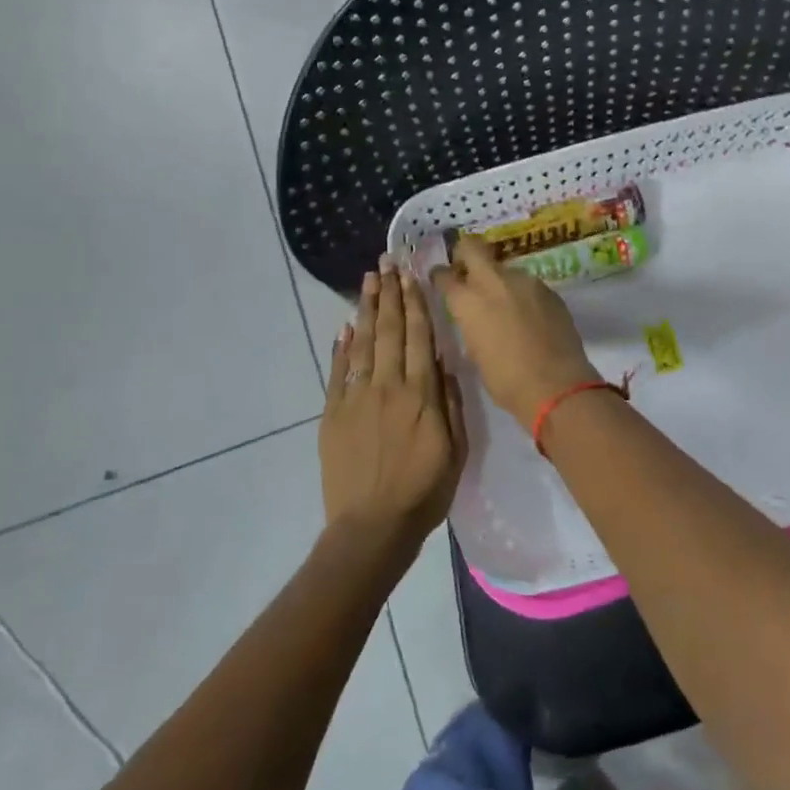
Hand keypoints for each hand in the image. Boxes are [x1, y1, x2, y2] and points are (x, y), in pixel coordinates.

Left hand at [320, 256, 467, 559]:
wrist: (372, 527)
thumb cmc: (423, 492)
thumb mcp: (456, 450)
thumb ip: (450, 403)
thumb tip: (443, 363)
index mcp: (421, 395)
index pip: (418, 337)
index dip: (415, 303)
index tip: (411, 275)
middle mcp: (388, 386)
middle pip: (389, 330)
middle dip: (390, 293)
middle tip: (387, 262)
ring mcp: (356, 398)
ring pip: (363, 343)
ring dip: (367, 308)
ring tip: (369, 279)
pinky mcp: (333, 413)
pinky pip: (338, 371)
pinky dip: (342, 346)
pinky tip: (346, 326)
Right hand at [431, 236, 600, 432]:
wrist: (556, 385)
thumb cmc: (506, 380)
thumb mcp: (476, 353)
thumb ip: (471, 325)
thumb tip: (474, 317)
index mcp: (468, 301)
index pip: (444, 275)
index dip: (440, 276)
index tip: (441, 281)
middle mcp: (494, 281)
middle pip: (473, 248)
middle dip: (465, 254)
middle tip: (466, 270)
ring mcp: (525, 282)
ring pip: (504, 269)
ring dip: (499, 280)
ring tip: (504, 304)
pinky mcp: (549, 290)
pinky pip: (527, 285)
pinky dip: (522, 294)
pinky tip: (528, 316)